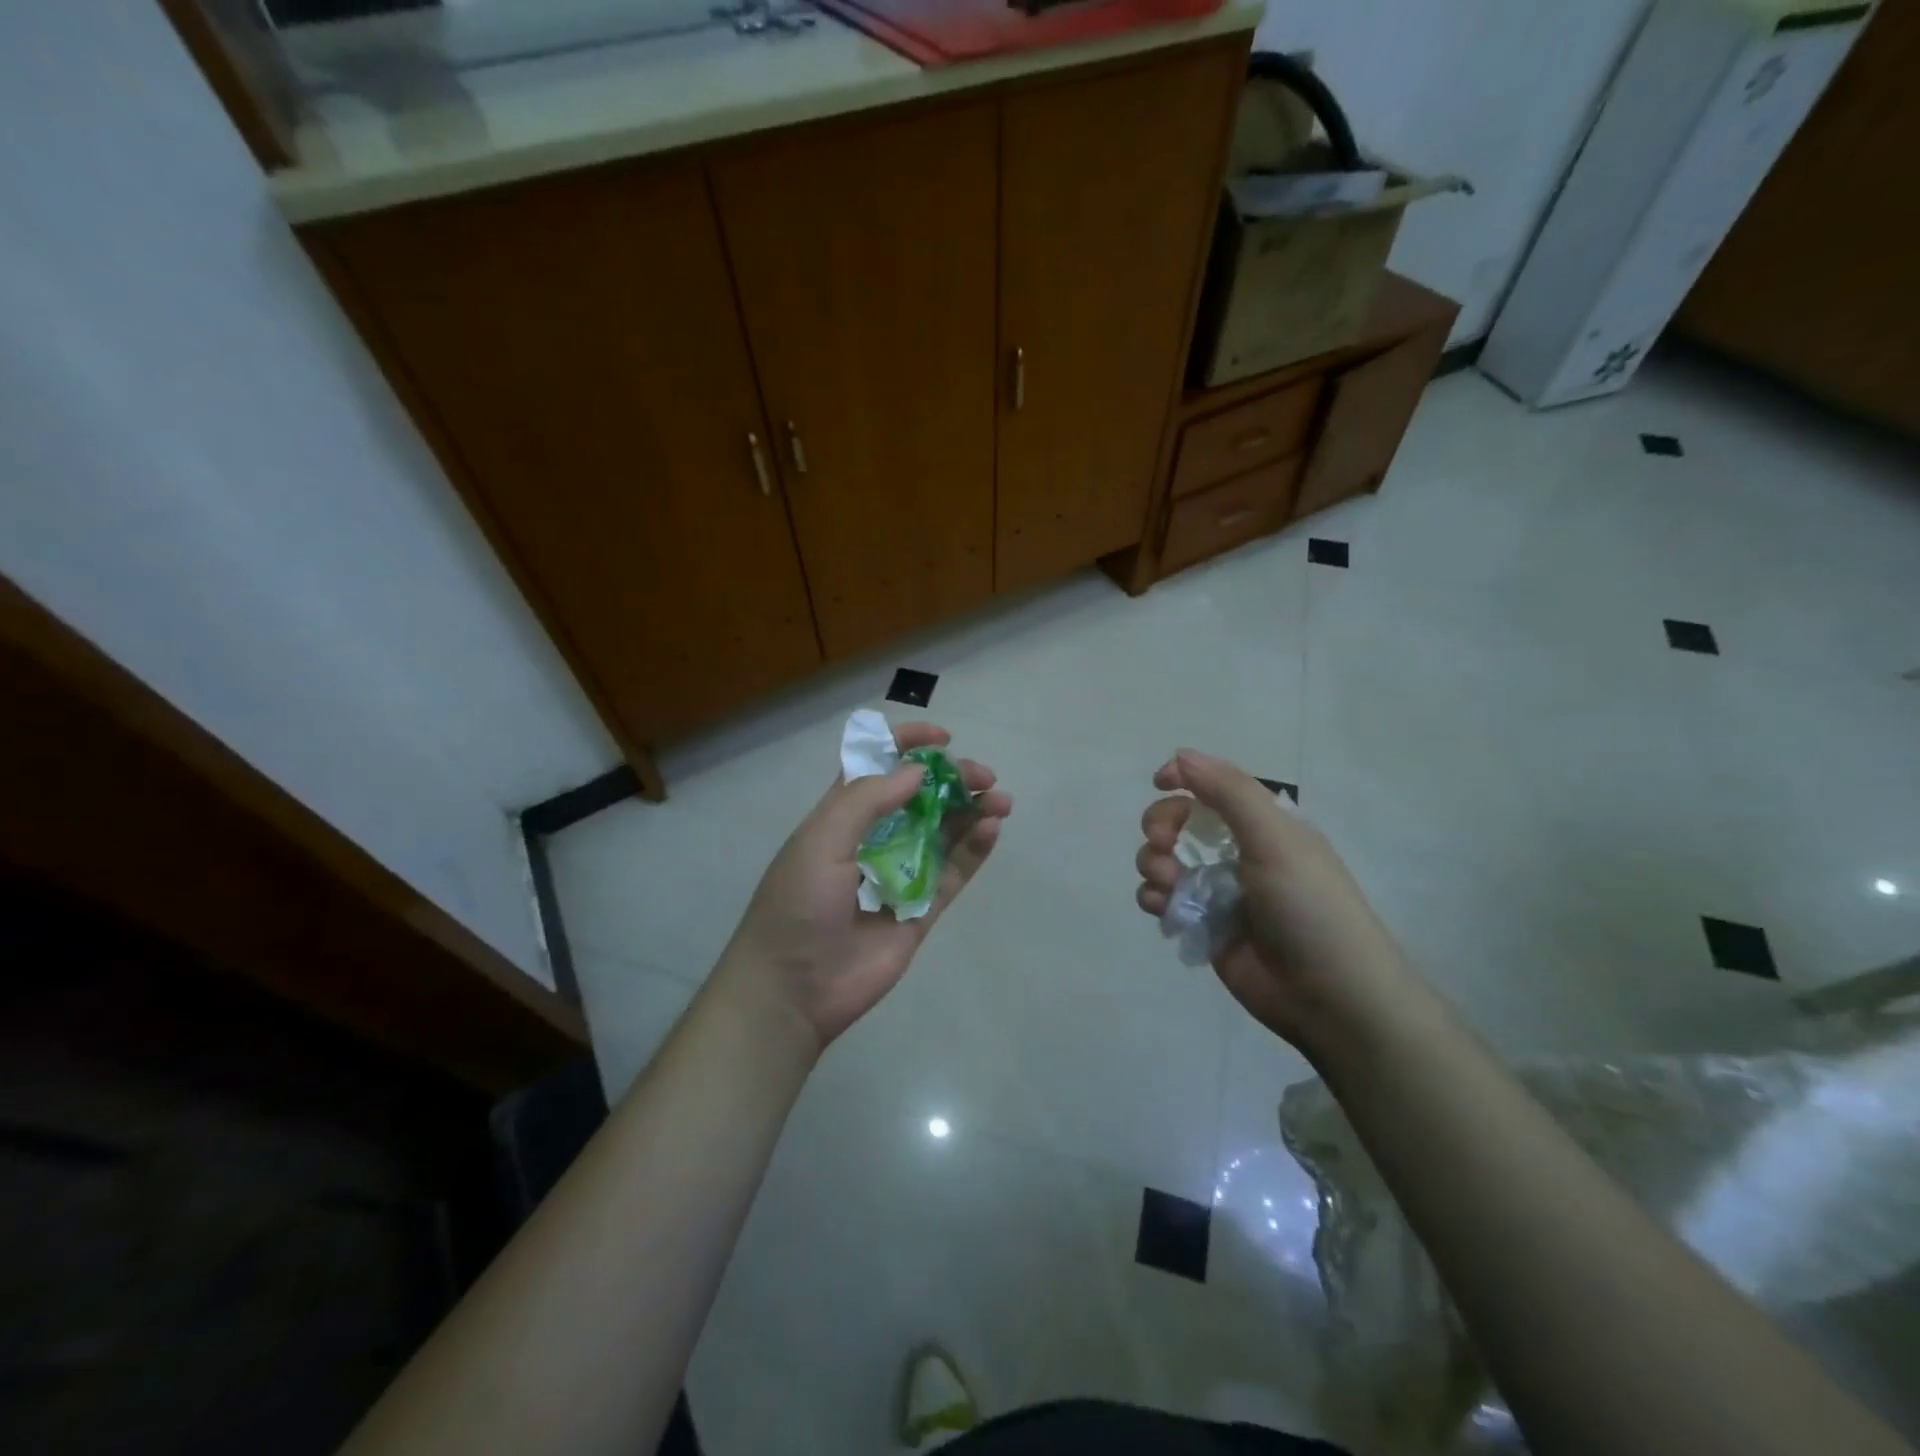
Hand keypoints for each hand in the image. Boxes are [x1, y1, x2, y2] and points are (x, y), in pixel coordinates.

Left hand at [720, 721, 1011, 1050]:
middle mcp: (874, 839)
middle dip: (952, 780)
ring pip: (944, 832)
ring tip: (1000, 800)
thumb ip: (868, 799)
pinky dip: (975, 849)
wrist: (793, 989)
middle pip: (921, 798)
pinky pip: (954, 872)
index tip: (942, 739)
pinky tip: (992, 828)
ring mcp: (900, 874)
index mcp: (842, 816)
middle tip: (983, 778)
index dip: (907, 745)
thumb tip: (917, 771)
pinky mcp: (921, 909)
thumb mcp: (821, 839)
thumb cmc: (798, 904)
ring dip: (972, 811)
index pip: (877, 766)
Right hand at [1134, 749, 1408, 1049]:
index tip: (1159, 782)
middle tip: (1163, 843)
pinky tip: (1164, 910)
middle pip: (1180, 821)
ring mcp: (1218, 891)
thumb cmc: (1308, 907)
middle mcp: (1238, 852)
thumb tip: (1181, 754)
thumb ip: (1229, 791)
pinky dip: (1155, 899)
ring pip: (1164, 860)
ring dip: (1154, 864)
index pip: (1215, 786)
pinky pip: (1163, 900)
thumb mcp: (1276, 838)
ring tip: (1168, 886)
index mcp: (1264, 824)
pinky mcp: (1203, 926)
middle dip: (1161, 825)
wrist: (1330, 996)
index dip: (1185, 778)